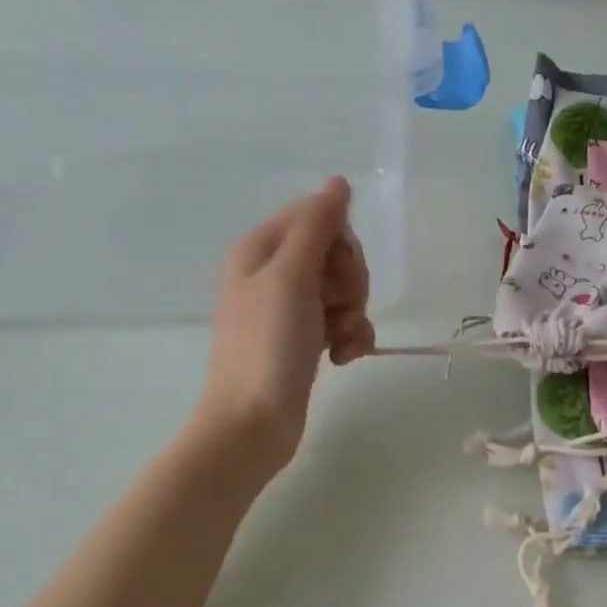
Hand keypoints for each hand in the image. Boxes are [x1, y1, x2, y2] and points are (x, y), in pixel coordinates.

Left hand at [194, 178, 373, 478]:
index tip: (337, 273)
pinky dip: (350, 337)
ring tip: (341, 341)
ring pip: (343, 289)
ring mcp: (289, 309)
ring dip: (354, 313)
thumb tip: (337, 182)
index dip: (340, 243)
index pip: (318, 217)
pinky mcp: (304, 339)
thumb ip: (316, 225)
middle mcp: (273, 273)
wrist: (253, 423)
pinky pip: (342, 321)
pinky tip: (343, 358)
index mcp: (261, 249)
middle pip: (335, 253)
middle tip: (339, 307)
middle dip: (350, 280)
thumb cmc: (268, 346)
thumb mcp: (291, 276)